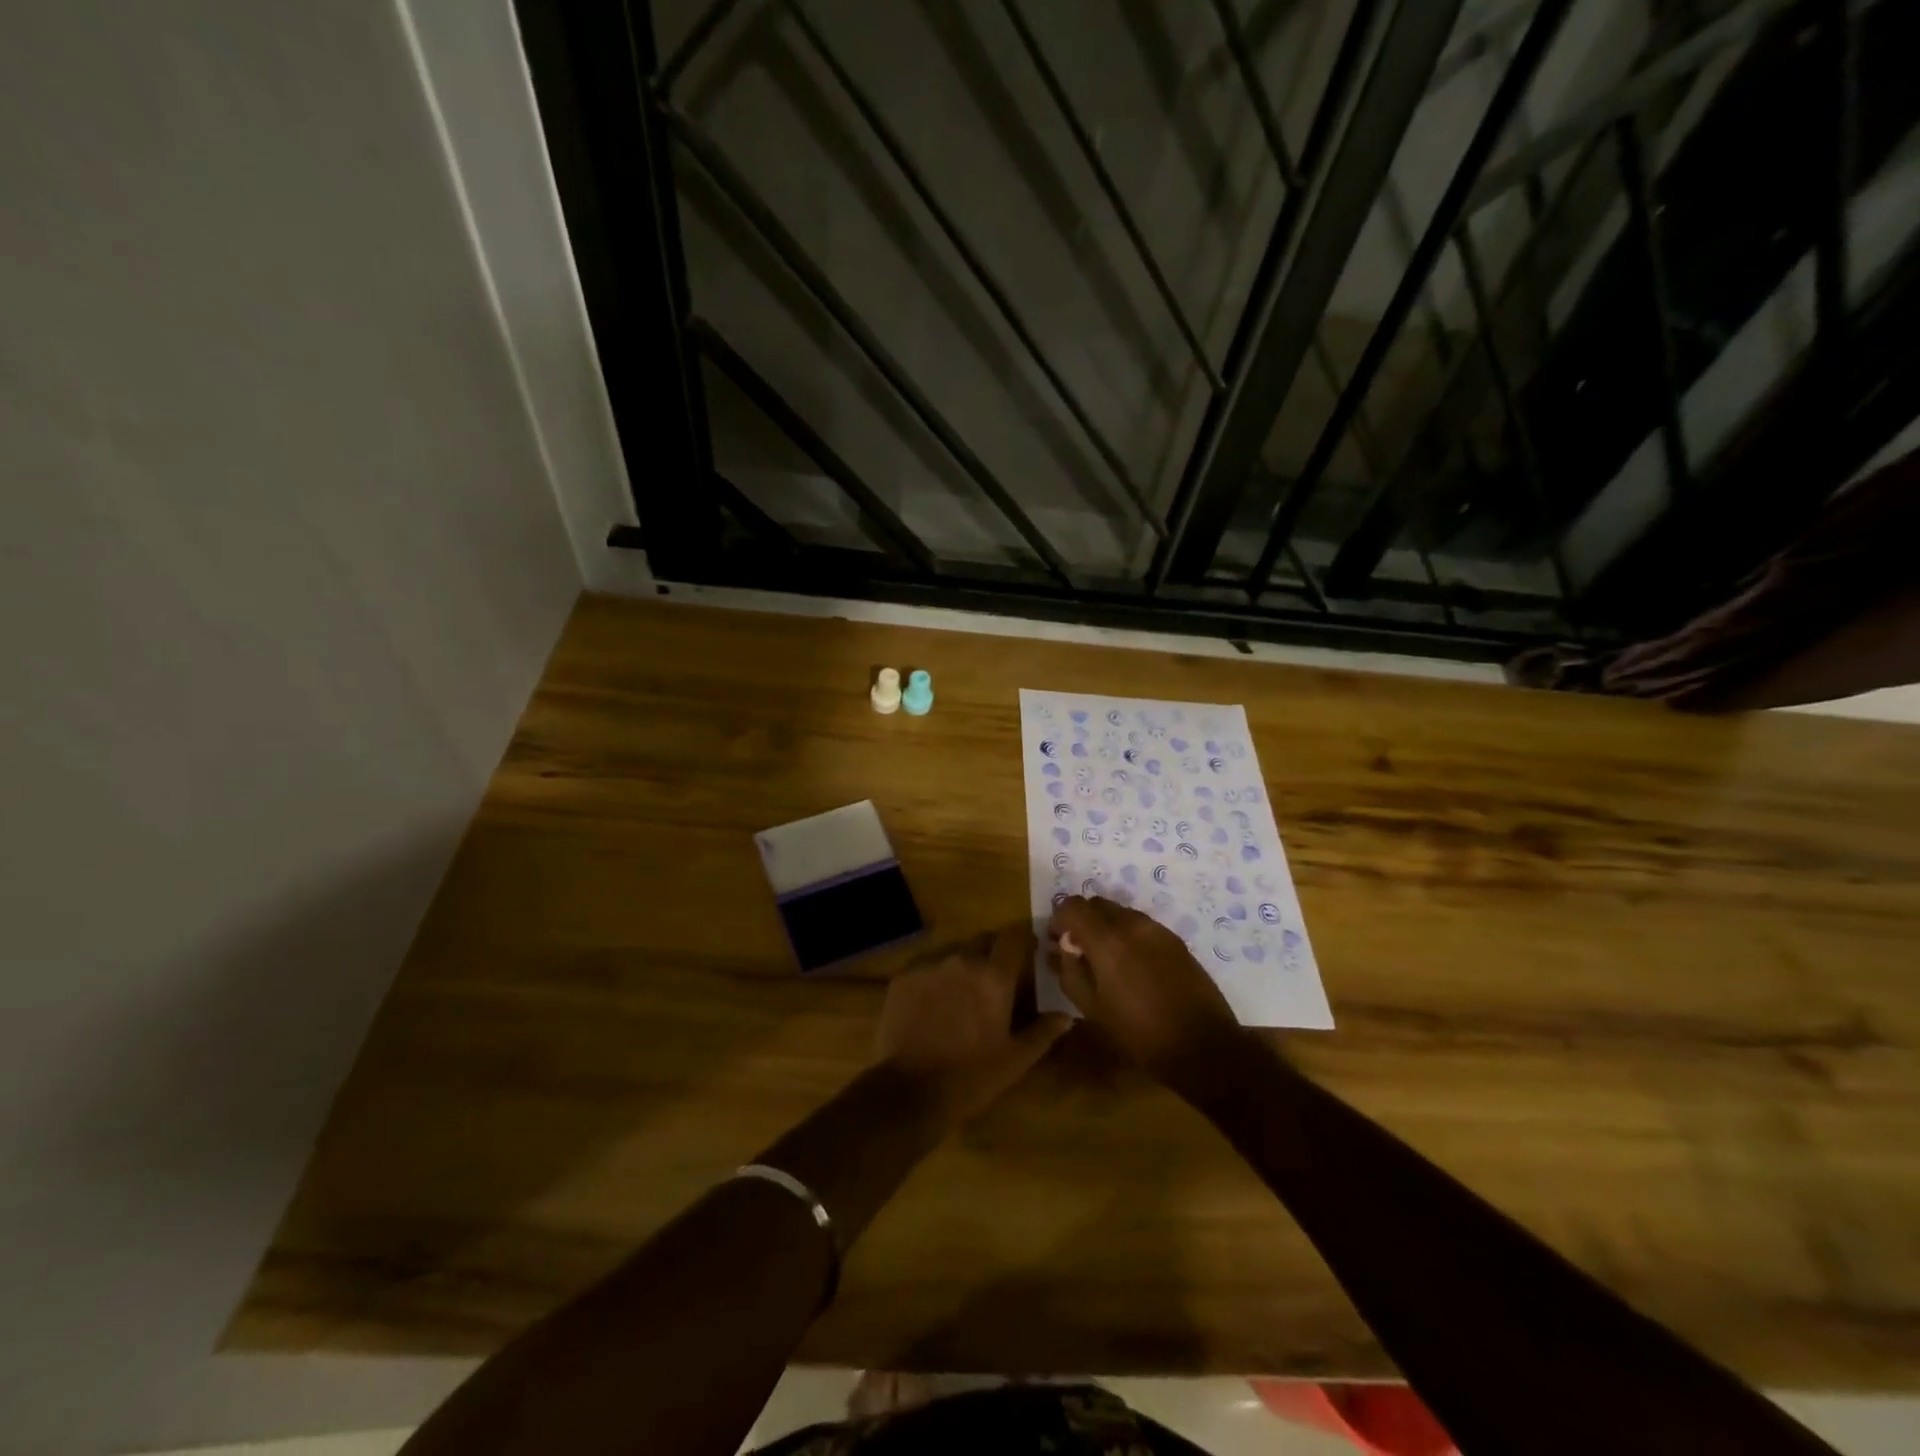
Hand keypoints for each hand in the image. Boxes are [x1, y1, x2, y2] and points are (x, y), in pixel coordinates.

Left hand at [875, 925, 1070, 1126]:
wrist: (909, 1091)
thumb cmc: (971, 1077)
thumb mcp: (1015, 1060)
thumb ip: (1043, 1032)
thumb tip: (1066, 1016)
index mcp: (994, 977)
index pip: (1014, 937)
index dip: (1023, 940)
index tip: (1028, 951)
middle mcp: (962, 960)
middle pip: (982, 941)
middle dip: (992, 953)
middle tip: (994, 979)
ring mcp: (929, 966)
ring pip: (953, 953)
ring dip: (962, 965)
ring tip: (961, 993)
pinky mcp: (903, 977)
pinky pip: (926, 966)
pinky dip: (935, 977)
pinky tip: (933, 1002)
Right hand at [1047, 895, 1243, 1084]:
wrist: (1203, 1046)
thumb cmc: (1139, 1033)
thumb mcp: (1091, 1008)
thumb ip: (1069, 972)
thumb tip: (1060, 950)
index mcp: (1107, 938)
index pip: (1072, 906)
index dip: (1059, 919)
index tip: (1056, 941)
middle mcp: (1132, 924)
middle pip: (1097, 904)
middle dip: (1082, 920)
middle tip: (1077, 949)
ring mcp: (1157, 929)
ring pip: (1120, 913)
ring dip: (1105, 927)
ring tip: (1105, 960)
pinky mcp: (1175, 940)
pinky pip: (1141, 925)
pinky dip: (1127, 935)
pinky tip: (1131, 965)